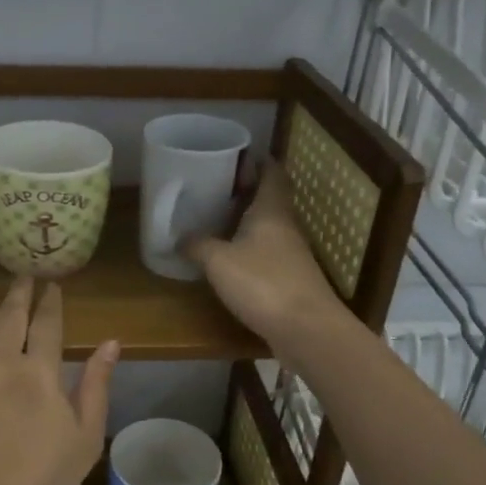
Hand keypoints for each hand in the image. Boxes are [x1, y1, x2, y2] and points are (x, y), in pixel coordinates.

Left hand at [0, 275, 119, 484]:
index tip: (52, 287)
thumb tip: (111, 343)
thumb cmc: (43, 478)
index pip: (48, 324)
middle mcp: (2, 360)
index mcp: (41, 372)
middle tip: (22, 276)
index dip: (51, 302)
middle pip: (10, 315)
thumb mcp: (86, 436)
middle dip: (18, 292)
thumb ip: (96, 385)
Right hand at [182, 164, 351, 364]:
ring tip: (218, 220)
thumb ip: (198, 246)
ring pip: (269, 228)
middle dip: (248, 192)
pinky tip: (231, 258)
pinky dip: (251, 249)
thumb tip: (179, 237)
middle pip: (270, 200)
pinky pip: (268, 254)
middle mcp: (286, 227)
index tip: (240, 155)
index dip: (259, 162)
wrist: (306, 329)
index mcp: (271, 211)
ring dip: (248, 222)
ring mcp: (292, 255)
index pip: (272, 174)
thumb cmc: (262, 283)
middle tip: (218, 188)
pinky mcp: (291, 280)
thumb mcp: (219, 261)